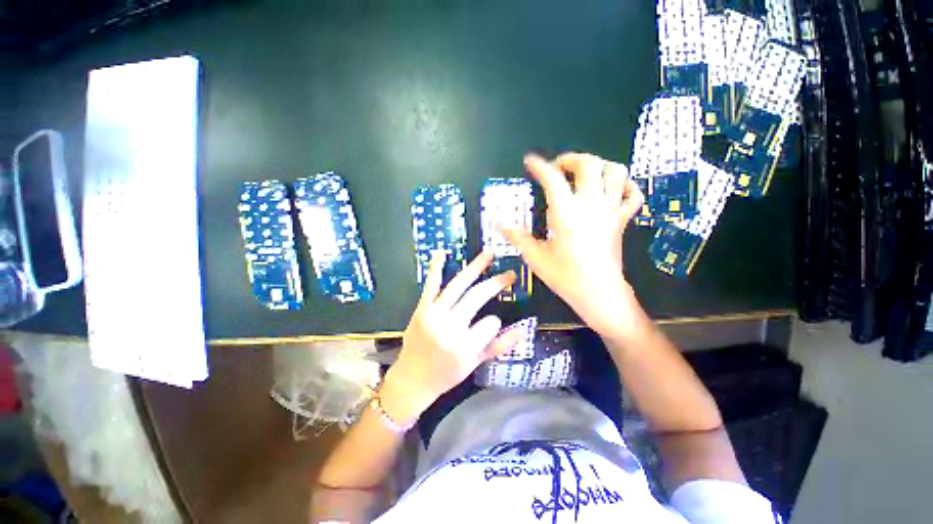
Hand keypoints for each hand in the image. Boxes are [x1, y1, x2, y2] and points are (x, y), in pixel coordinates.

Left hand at [382, 251, 521, 423]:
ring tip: (488, 254)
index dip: (495, 323)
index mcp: (464, 346)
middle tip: (510, 274)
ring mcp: (433, 315)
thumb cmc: (446, 374)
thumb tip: (523, 331)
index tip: (492, 324)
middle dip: (496, 283)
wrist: (412, 379)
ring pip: (458, 286)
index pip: (491, 322)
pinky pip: (431, 285)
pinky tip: (443, 253)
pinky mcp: (421, 308)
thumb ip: (498, 346)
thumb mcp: (475, 363)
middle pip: (476, 297)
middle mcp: (449, 327)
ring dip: (475, 268)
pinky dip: (436, 268)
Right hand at [502, 152, 643, 336]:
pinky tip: (611, 190)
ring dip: (599, 166)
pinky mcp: (623, 220)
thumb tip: (499, 223)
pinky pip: (633, 194)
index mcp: (566, 212)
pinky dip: (625, 186)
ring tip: (584, 175)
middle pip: (589, 164)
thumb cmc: (565, 276)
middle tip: (558, 168)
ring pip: (615, 171)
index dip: (539, 166)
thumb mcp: (535, 256)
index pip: (551, 178)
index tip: (530, 161)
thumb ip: (517, 236)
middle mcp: (591, 205)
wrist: (599, 293)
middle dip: (571, 159)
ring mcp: (611, 211)